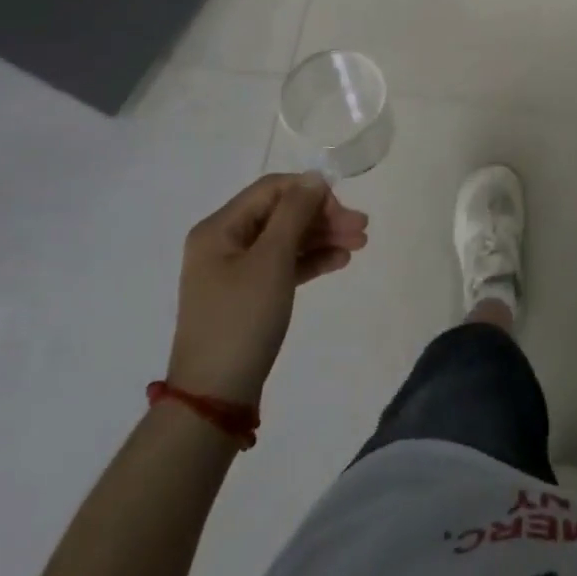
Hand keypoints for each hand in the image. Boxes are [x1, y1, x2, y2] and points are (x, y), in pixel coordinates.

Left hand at [165, 172, 368, 404]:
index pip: (272, 190)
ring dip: (322, 237)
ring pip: (286, 240)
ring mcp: (235, 271)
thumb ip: (295, 213)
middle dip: (322, 217)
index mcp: (219, 228)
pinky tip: (339, 261)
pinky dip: (310, 260)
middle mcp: (224, 243)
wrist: (215, 398)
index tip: (343, 210)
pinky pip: (283, 266)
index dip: (310, 193)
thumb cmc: (241, 320)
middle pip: (281, 214)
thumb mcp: (271, 261)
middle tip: (361, 229)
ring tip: (359, 245)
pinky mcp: (248, 296)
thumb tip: (315, 177)